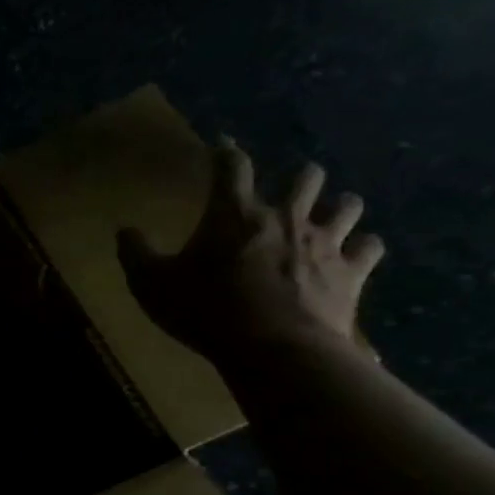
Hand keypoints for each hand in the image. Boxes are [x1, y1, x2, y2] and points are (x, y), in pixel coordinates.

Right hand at [117, 138, 384, 370]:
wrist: (275, 350)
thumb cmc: (206, 310)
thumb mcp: (151, 284)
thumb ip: (136, 254)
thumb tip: (125, 231)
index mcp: (233, 215)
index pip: (232, 168)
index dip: (225, 152)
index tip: (222, 144)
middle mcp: (285, 217)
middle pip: (305, 178)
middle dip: (298, 177)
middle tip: (291, 185)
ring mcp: (325, 243)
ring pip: (347, 205)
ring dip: (338, 206)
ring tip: (331, 212)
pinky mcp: (352, 272)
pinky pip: (369, 248)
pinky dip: (363, 246)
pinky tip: (357, 251)